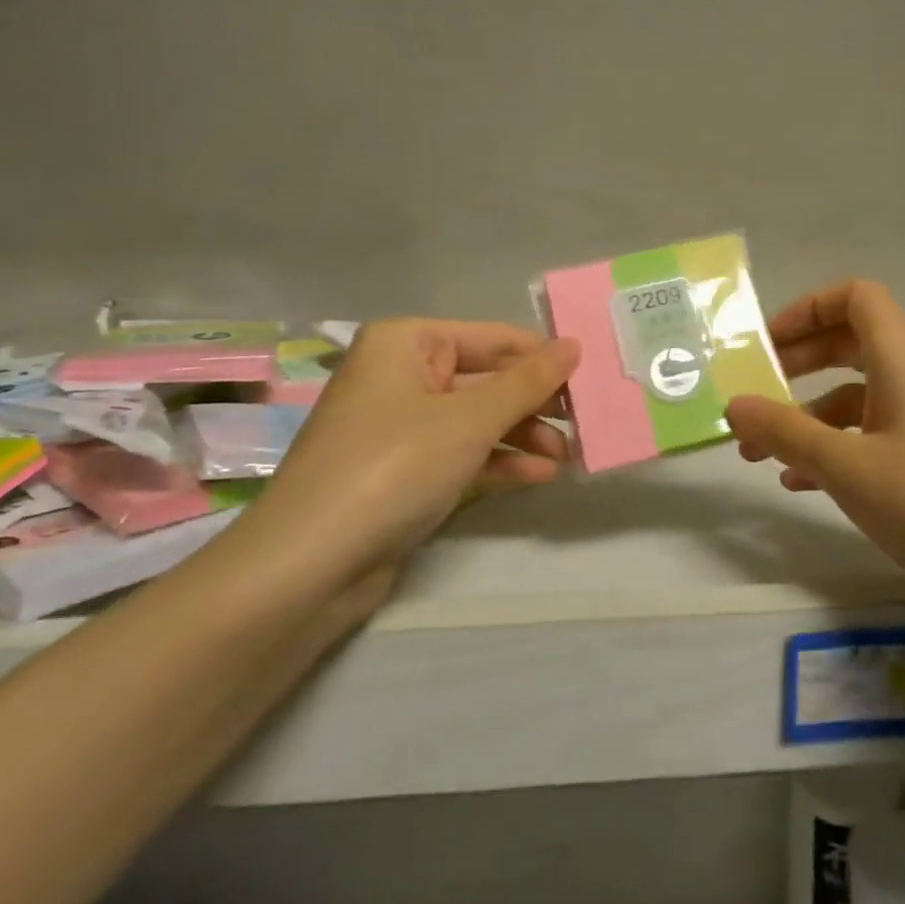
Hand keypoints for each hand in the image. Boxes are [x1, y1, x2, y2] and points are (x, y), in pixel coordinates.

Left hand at [249, 319, 580, 581]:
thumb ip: (527, 382)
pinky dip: (500, 462)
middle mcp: (402, 376)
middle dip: (536, 403)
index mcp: (406, 343)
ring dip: (525, 436)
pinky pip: (463, 454)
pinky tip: (542, 475)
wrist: (309, 565)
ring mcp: (402, 427)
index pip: (493, 338)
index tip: (594, 376)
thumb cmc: (392, 466)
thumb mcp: (469, 420)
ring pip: (478, 420)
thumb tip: (574, 344)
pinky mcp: (405, 472)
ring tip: (571, 456)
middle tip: (588, 421)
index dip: (543, 357)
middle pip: (487, 380)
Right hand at [725, 280, 904, 602]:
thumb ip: (784, 431)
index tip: (766, 346)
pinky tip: (810, 485)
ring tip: (766, 457)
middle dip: (799, 365)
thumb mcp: (846, 467)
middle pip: (854, 342)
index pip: (853, 297)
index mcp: (904, 354)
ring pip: (866, 393)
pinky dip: (846, 445)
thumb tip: (734, 404)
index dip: (806, 309)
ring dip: (814, 416)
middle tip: (756, 395)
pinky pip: (887, 430)